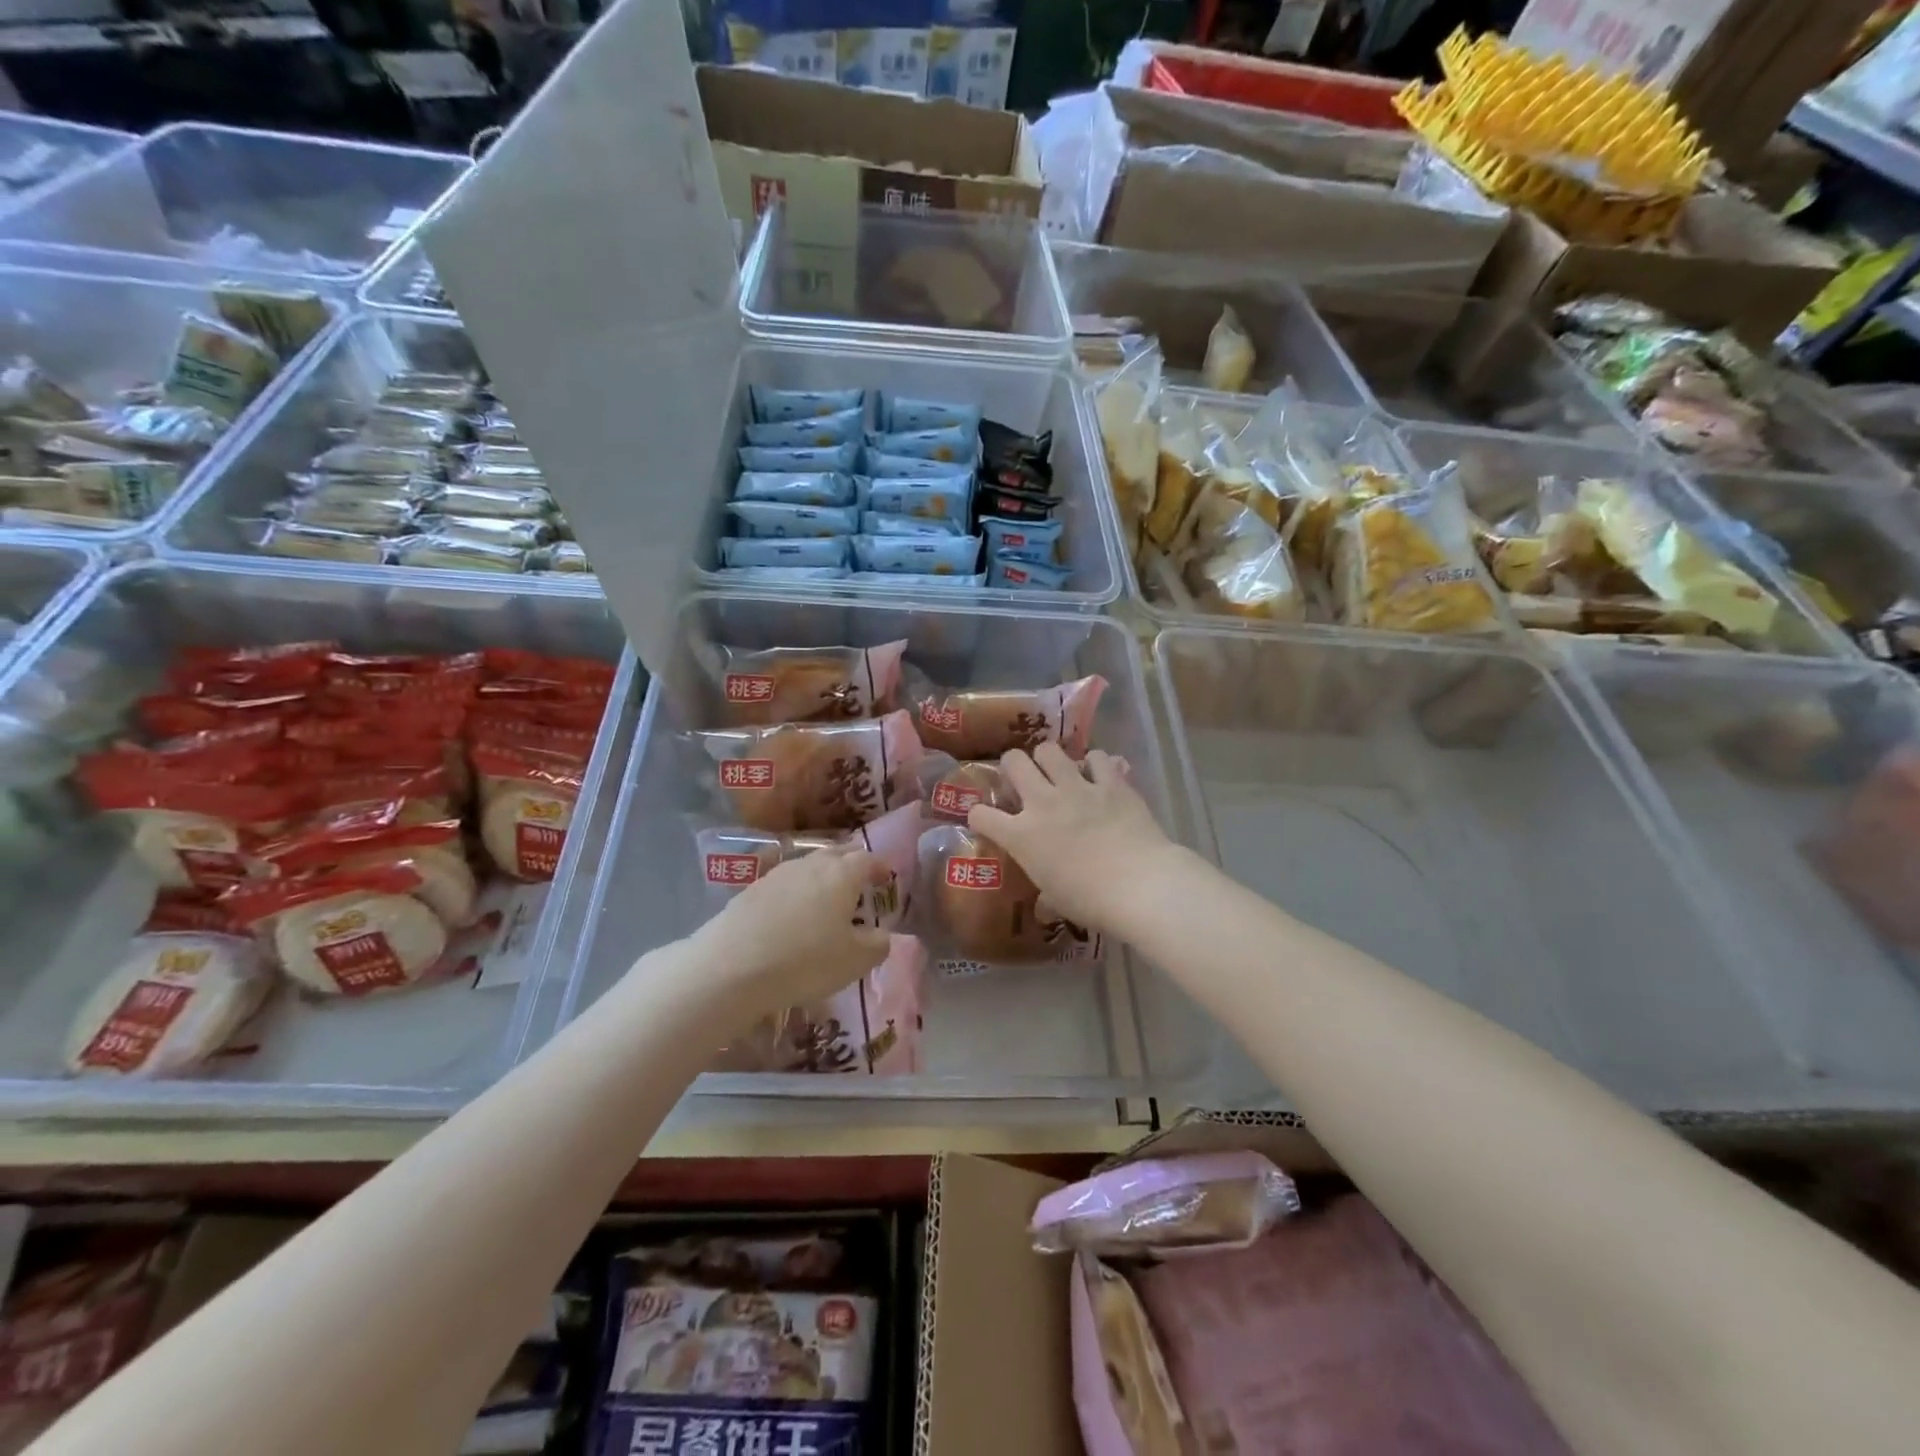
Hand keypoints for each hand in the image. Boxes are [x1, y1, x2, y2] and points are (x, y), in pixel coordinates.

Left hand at [693, 847, 891, 1017]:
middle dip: (851, 865)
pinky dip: (795, 894)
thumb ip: (877, 944)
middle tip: (859, 884)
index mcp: (842, 874)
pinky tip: (792, 916)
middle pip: (837, 854)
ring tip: (825, 901)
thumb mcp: (855, 961)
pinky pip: (784, 884)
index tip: (886, 878)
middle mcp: (811, 864)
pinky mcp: (751, 889)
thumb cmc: (805, 960)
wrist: (731, 967)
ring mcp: (777, 873)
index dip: (880, 867)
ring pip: (808, 866)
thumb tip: (881, 934)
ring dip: (821, 878)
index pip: (868, 859)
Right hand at [969, 742, 1175, 934]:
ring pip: (1049, 750)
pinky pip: (1097, 757)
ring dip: (1050, 759)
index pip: (981, 815)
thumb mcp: (1057, 902)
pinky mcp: (1111, 782)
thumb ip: (1045, 898)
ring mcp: (1077, 787)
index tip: (985, 820)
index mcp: (1021, 835)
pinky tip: (1100, 776)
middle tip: (1023, 780)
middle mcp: (1043, 802)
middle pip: (1013, 762)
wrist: (1139, 885)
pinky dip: (1096, 764)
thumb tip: (1044, 909)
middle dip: (1013, 766)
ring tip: (1059, 772)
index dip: (979, 816)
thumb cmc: (1090, 901)